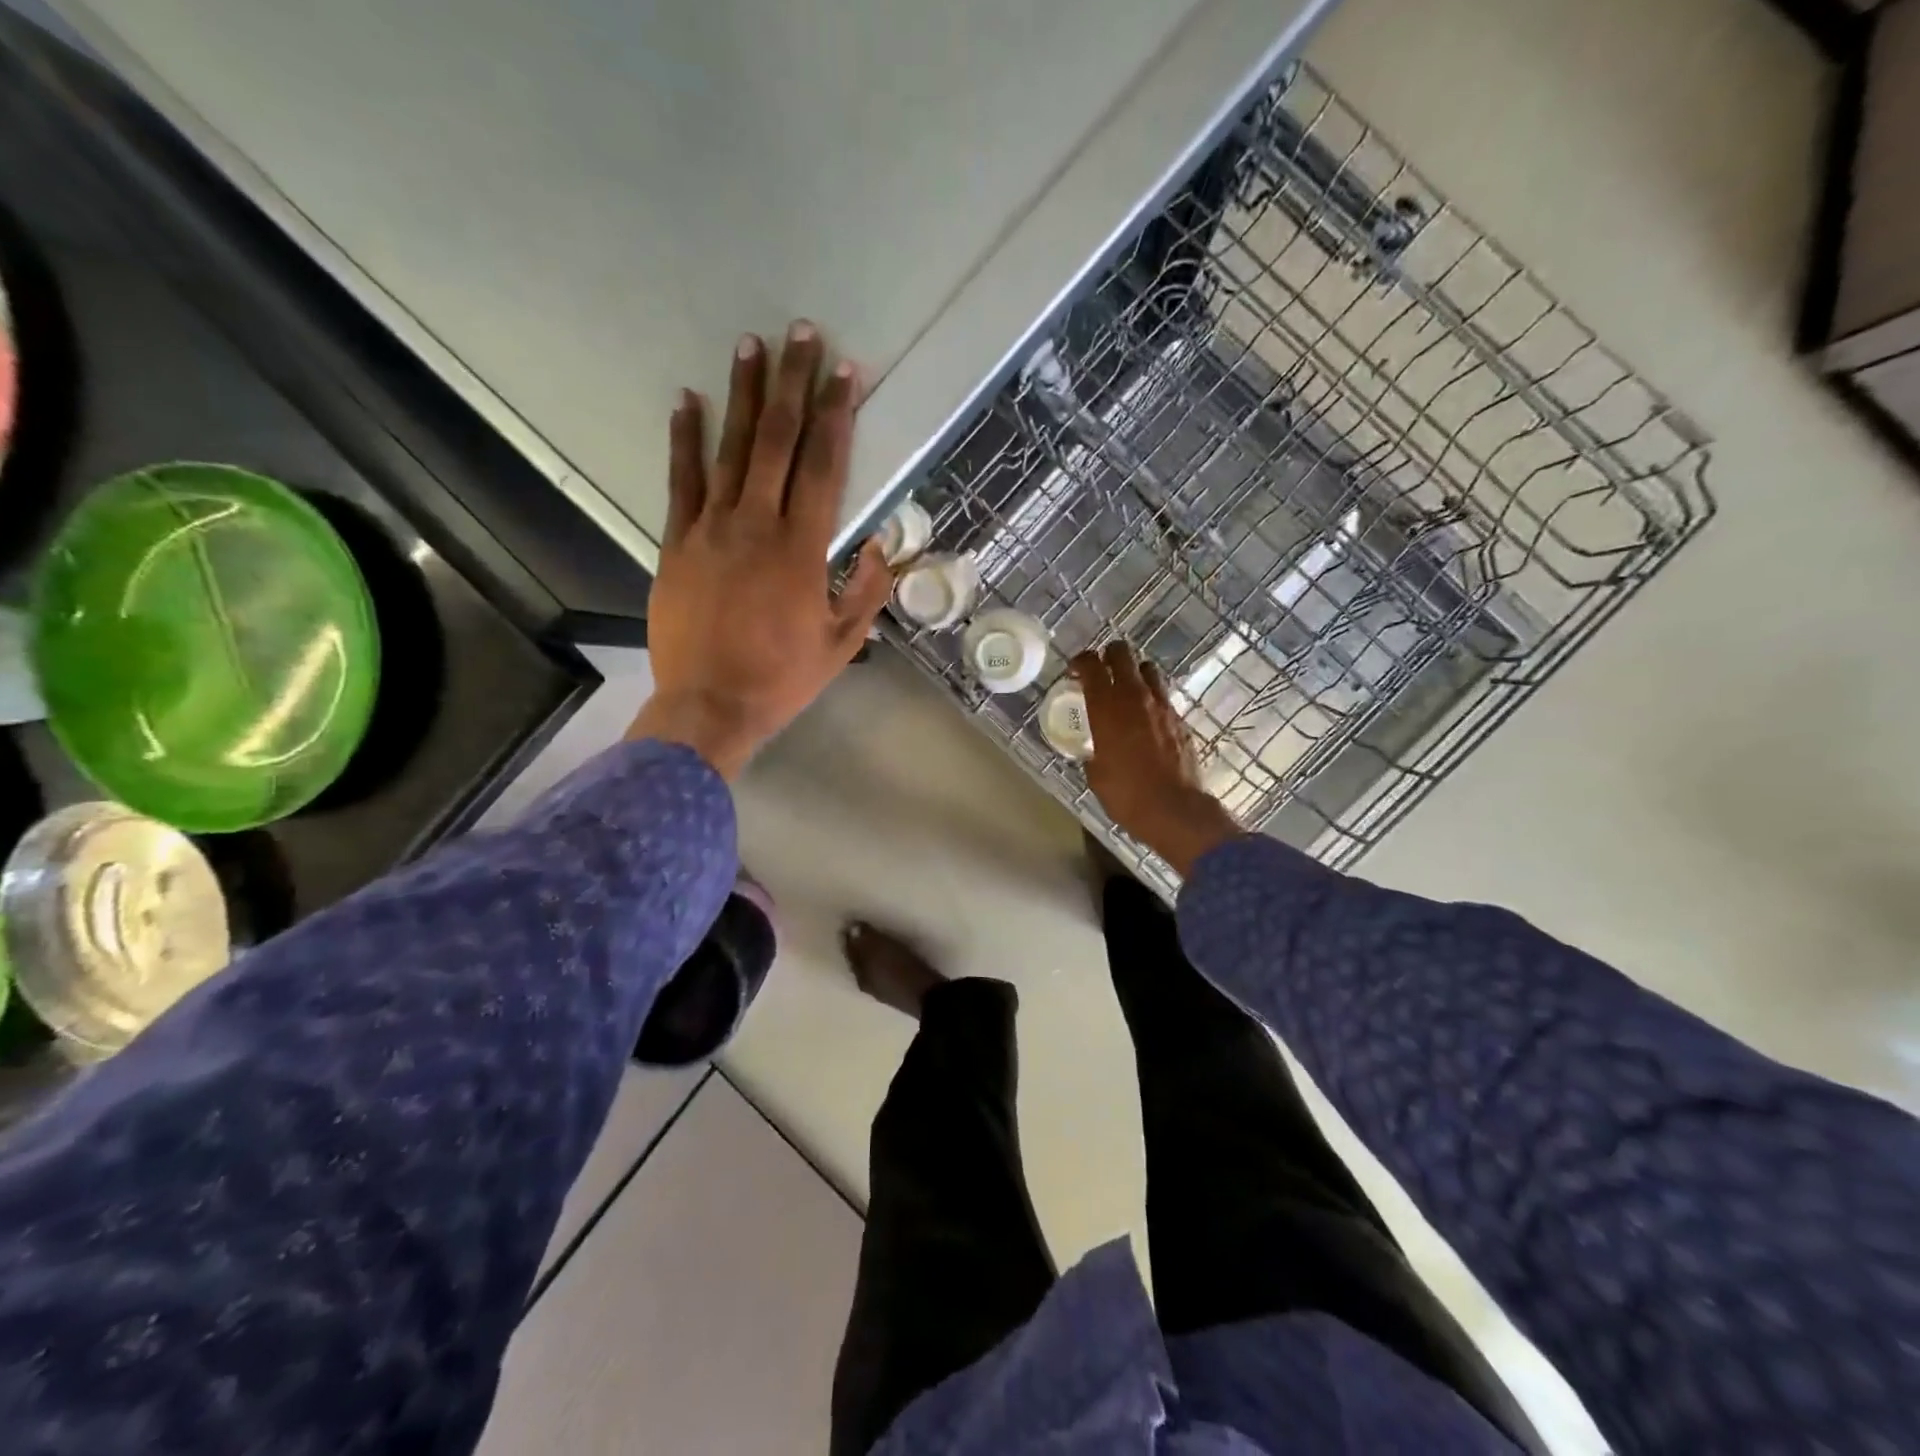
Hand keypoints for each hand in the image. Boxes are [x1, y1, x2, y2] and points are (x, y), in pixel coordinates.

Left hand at [630, 323, 893, 778]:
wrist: (710, 706)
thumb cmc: (782, 678)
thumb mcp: (842, 644)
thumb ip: (864, 591)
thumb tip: (877, 545)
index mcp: (802, 549)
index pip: (824, 466)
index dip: (836, 415)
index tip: (845, 372)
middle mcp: (757, 524)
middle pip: (777, 441)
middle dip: (793, 383)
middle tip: (801, 332)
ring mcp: (711, 529)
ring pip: (730, 449)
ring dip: (743, 395)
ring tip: (751, 346)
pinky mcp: (677, 542)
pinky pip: (681, 481)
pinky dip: (685, 439)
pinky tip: (688, 401)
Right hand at [1073, 641, 1241, 876]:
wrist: (1174, 809)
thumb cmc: (1126, 794)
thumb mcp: (1096, 774)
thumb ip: (1093, 752)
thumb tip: (1096, 751)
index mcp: (1106, 707)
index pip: (1091, 665)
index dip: (1081, 661)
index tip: (1075, 670)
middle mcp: (1134, 697)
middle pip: (1122, 654)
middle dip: (1109, 656)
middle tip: (1101, 671)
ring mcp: (1161, 705)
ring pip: (1148, 669)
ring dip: (1134, 673)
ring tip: (1127, 690)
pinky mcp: (1180, 719)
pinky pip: (1163, 696)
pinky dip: (1152, 699)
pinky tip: (1147, 718)